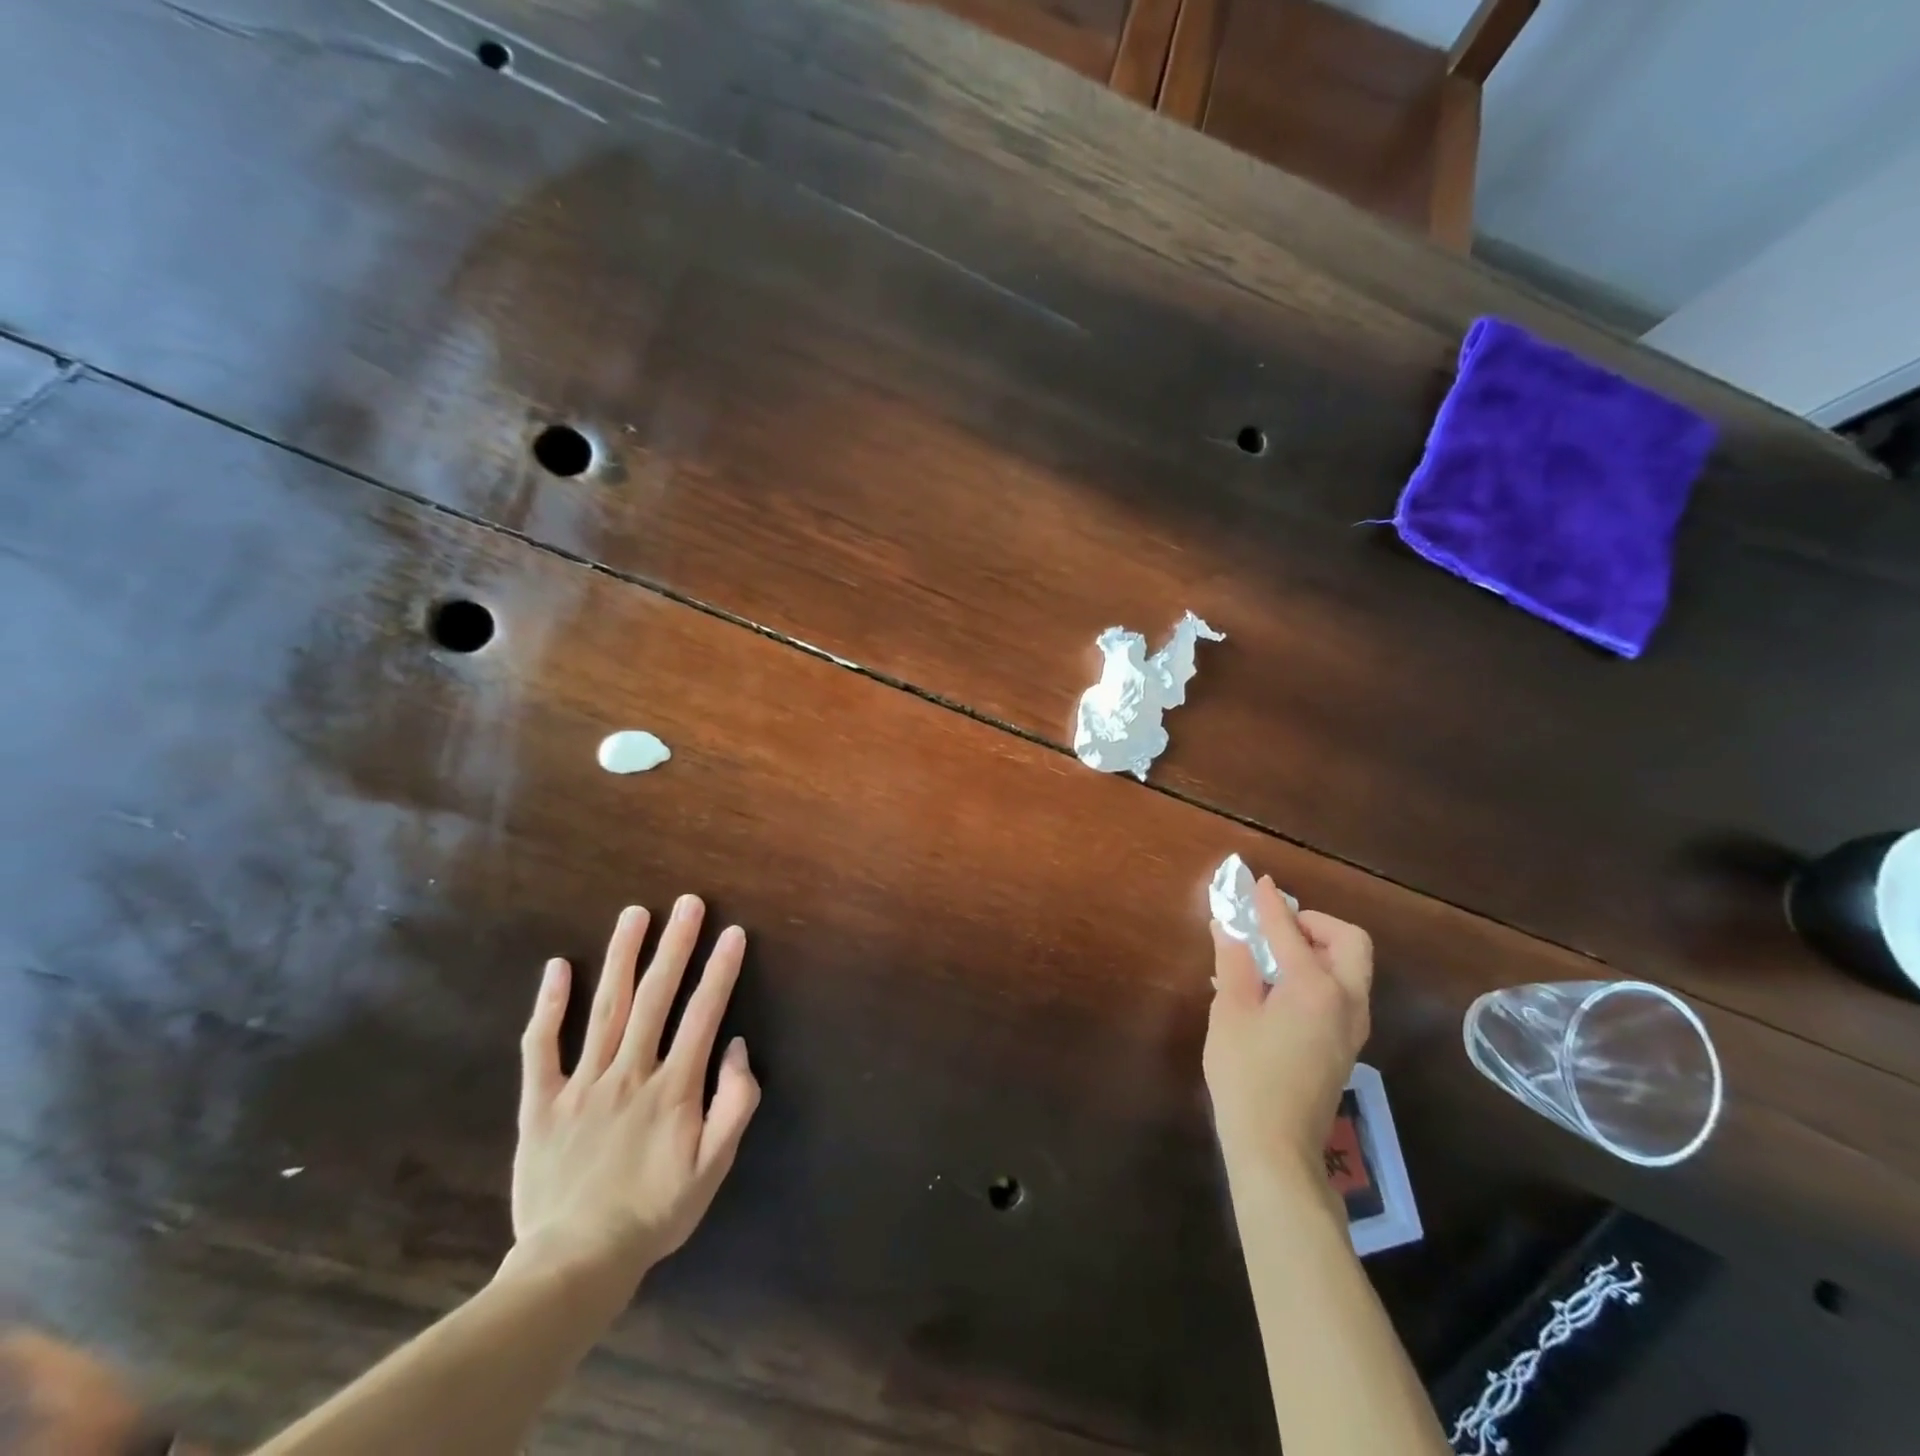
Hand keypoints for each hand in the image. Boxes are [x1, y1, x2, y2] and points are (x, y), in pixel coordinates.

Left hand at [508, 896, 760, 1285]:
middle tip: (687, 903)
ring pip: (606, 1008)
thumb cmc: (654, 1212)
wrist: (574, 1264)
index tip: (733, 933)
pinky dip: (549, 1006)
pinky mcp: (541, 1102)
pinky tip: (558, 967)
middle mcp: (629, 1073)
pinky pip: (541, 1047)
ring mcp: (581, 1084)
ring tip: (634, 915)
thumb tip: (737, 1048)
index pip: (703, 1015)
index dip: (720, 971)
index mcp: (673, 1088)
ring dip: (622, 957)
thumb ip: (735, 1105)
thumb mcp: (713, 1168)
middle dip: (674, 945)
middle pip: (656, 997)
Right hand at [1204, 877, 1371, 1187]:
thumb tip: (1229, 927)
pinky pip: (1342, 992)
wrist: (1275, 1145)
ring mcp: (1352, 1027)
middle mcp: (1346, 1001)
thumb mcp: (1230, 1011)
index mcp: (1316, 988)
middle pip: (1349, 942)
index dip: (1270, 904)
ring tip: (1274, 954)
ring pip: (1351, 968)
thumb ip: (1234, 963)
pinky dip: (1319, 975)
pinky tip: (1279, 988)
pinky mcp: (1346, 1046)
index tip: (1257, 882)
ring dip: (1320, 949)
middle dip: (1316, 924)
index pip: (1290, 931)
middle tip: (1278, 926)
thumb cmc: (1246, 1073)